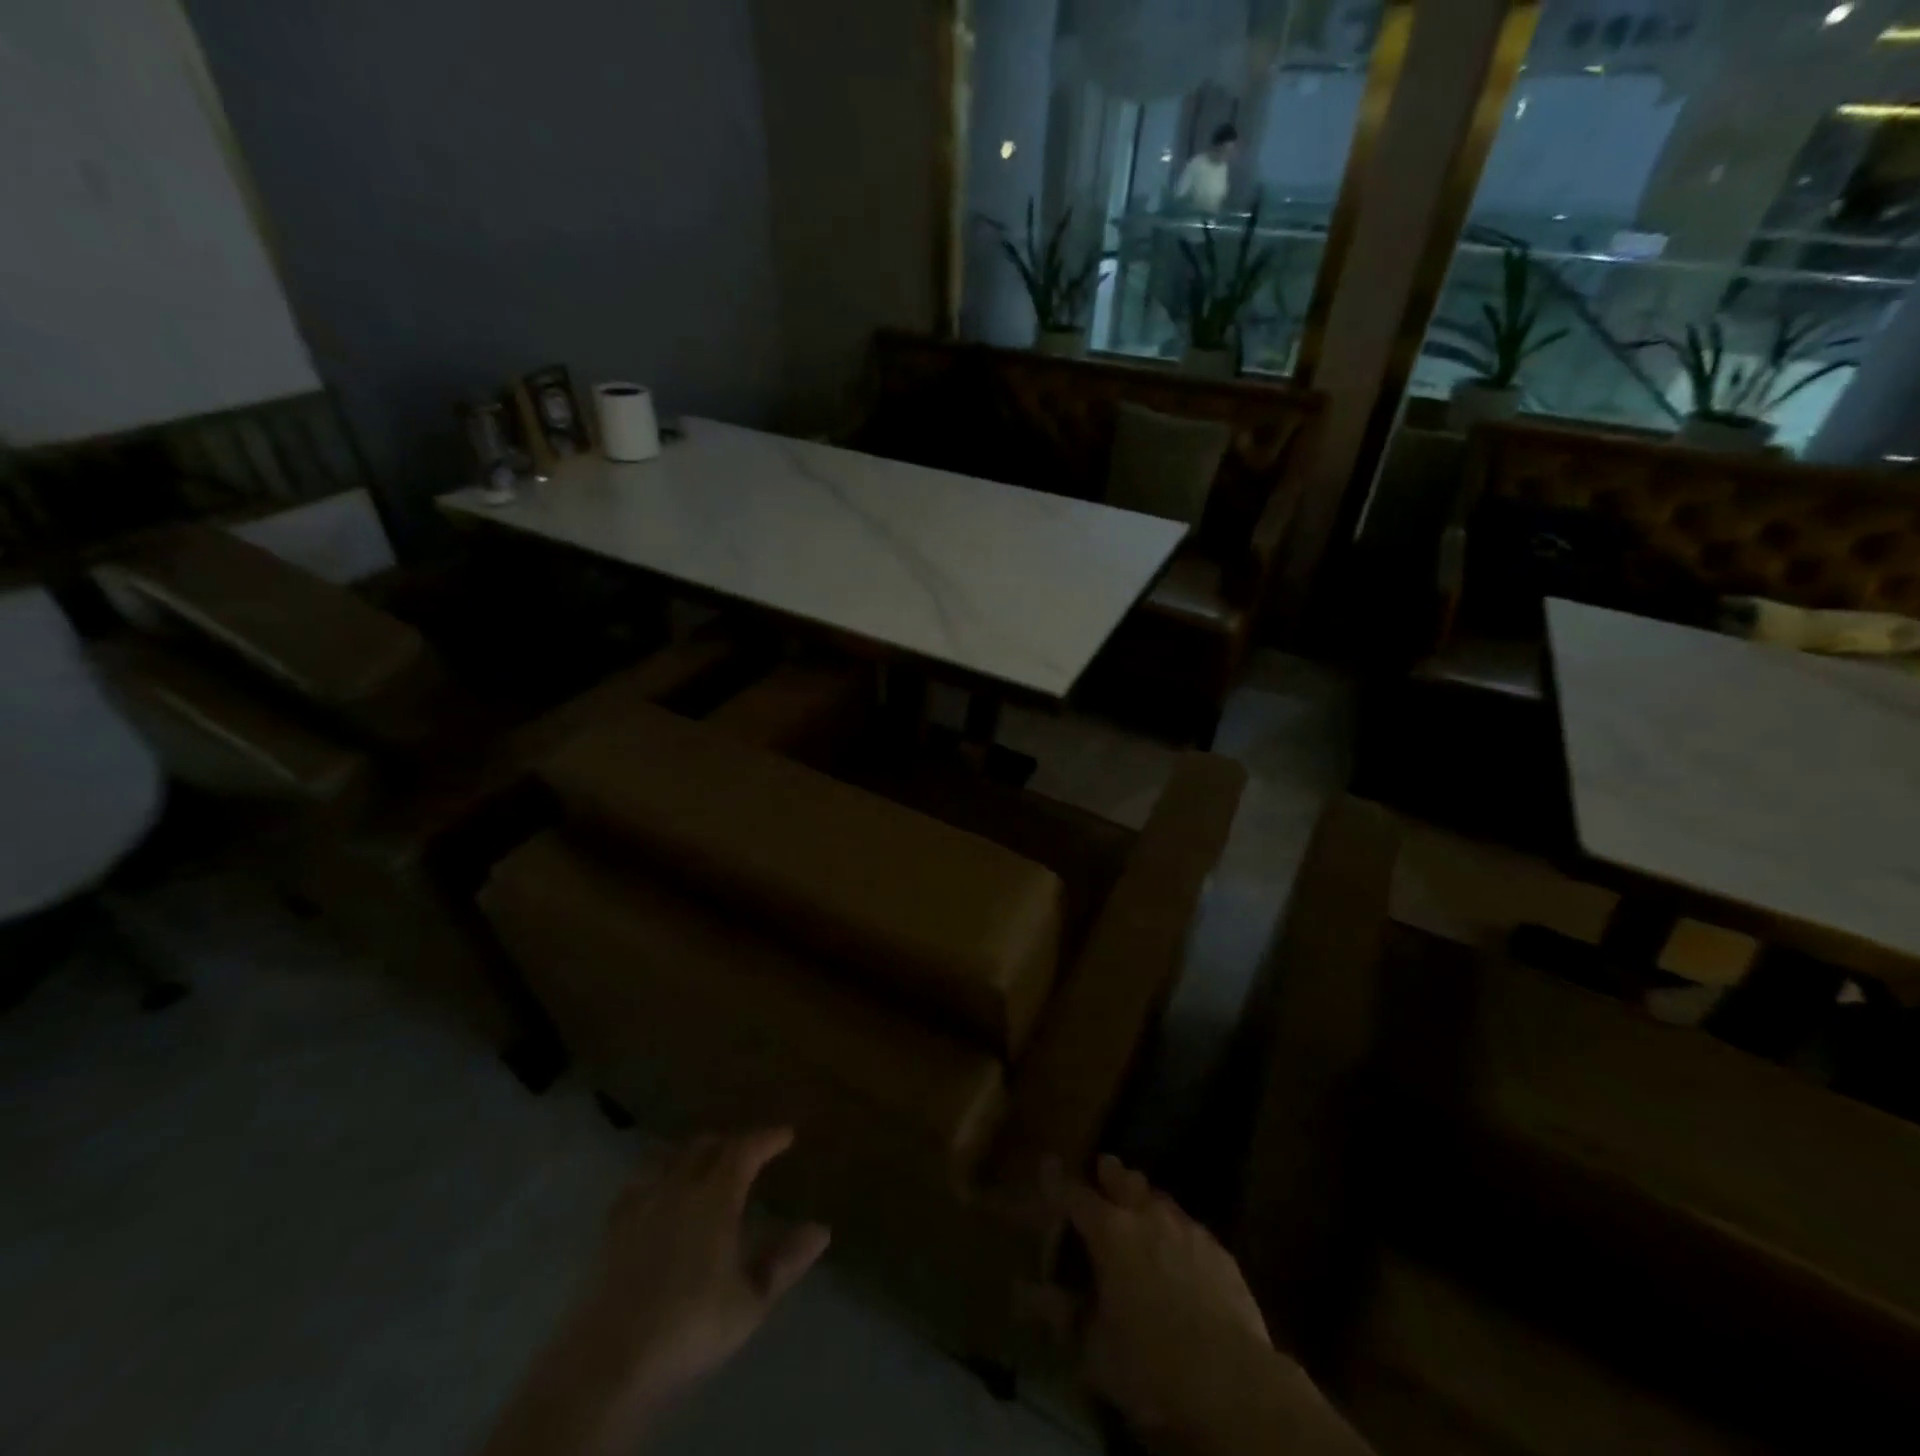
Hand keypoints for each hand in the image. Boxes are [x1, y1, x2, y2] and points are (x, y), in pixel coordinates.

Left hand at [484, 1128, 828, 1455]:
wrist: (609, 1363)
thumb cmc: (690, 1327)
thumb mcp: (750, 1301)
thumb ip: (785, 1261)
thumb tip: (822, 1228)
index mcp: (716, 1197)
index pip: (745, 1149)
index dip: (767, 1138)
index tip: (786, 1134)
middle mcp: (679, 1188)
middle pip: (705, 1146)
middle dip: (730, 1142)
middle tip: (748, 1150)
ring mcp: (641, 1206)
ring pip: (670, 1159)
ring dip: (693, 1154)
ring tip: (705, 1163)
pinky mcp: (612, 1230)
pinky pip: (638, 1185)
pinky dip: (657, 1177)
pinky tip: (656, 1191)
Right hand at [1052, 1154, 1272, 1440]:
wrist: (1232, 1383)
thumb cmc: (1150, 1365)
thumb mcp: (1093, 1349)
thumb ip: (1057, 1314)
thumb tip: (1021, 1292)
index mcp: (1110, 1232)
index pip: (1074, 1195)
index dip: (1057, 1181)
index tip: (1047, 1164)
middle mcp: (1147, 1217)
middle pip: (1125, 1180)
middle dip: (1110, 1173)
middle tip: (1103, 1169)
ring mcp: (1189, 1230)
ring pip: (1161, 1199)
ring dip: (1146, 1199)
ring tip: (1141, 1207)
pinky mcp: (1221, 1253)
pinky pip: (1192, 1229)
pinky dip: (1178, 1231)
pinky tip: (1182, 1249)